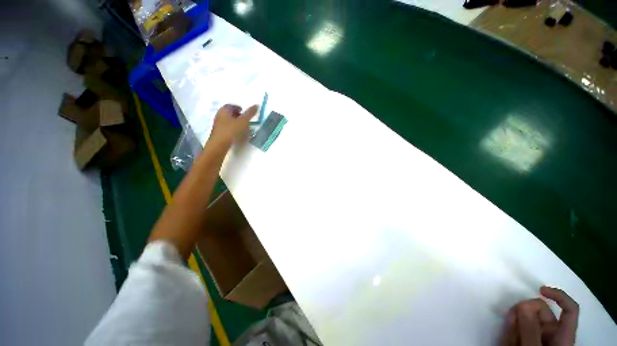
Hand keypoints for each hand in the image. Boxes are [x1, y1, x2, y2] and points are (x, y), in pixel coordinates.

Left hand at [207, 104, 257, 149]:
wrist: (219, 144)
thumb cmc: (231, 130)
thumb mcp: (243, 121)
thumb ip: (250, 113)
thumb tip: (256, 105)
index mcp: (224, 110)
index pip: (231, 106)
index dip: (238, 108)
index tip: (244, 112)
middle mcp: (219, 115)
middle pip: (229, 113)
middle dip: (237, 115)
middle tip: (245, 120)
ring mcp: (218, 125)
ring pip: (228, 121)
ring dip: (235, 123)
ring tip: (243, 128)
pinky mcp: (218, 133)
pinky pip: (227, 128)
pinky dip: (232, 129)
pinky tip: (237, 135)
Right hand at [501, 286, 578, 345]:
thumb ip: (529, 329)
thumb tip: (523, 304)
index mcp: (562, 336)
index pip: (569, 310)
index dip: (558, 296)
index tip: (539, 289)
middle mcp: (552, 334)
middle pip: (542, 311)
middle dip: (524, 310)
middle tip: (509, 317)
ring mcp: (538, 337)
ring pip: (526, 319)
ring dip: (514, 322)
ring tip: (506, 335)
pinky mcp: (524, 340)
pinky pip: (517, 328)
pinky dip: (509, 330)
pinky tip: (505, 338)